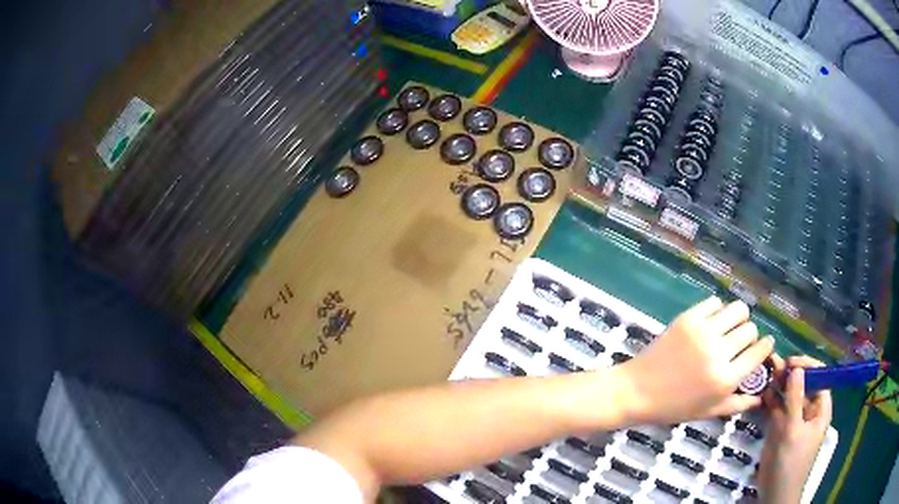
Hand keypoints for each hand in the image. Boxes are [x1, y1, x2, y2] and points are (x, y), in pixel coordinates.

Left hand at [618, 297, 774, 423]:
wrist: (636, 391)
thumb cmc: (673, 407)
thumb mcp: (707, 412)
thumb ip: (737, 404)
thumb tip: (761, 397)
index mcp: (725, 380)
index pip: (759, 352)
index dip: (765, 346)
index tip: (765, 344)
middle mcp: (718, 353)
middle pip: (750, 329)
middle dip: (749, 335)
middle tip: (739, 342)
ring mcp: (703, 332)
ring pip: (738, 309)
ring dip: (738, 317)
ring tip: (729, 327)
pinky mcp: (688, 318)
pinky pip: (715, 302)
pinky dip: (717, 310)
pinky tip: (711, 321)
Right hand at [757, 356, 831, 503]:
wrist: (775, 494)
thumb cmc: (790, 463)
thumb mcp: (793, 431)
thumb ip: (795, 400)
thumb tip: (796, 369)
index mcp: (820, 408)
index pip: (819, 377)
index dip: (807, 366)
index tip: (790, 363)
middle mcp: (809, 410)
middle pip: (803, 385)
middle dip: (790, 374)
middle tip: (773, 364)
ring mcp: (794, 420)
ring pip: (789, 396)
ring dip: (779, 385)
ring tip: (766, 373)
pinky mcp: (781, 430)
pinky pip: (778, 410)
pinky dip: (771, 401)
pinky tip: (763, 393)